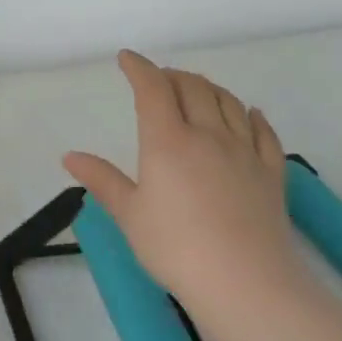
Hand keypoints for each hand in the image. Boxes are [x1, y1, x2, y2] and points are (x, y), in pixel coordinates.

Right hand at [63, 50, 298, 305]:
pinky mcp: (271, 173)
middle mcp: (208, 135)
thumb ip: (102, 180)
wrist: (245, 281)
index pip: (153, 89)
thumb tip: (70, 157)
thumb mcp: (129, 214)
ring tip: (196, 89)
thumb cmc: (175, 248)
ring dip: (209, 88)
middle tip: (158, 79)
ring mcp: (245, 152)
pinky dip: (252, 115)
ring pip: (229, 103)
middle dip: (172, 76)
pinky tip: (249, 113)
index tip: (127, 59)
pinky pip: (264, 132)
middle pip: (193, 88)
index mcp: (167, 141)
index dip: (139, 68)